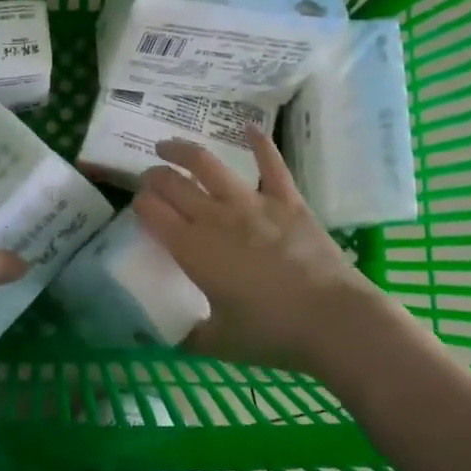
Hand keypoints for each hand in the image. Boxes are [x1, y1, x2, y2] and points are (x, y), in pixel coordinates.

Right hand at [133, 129, 386, 371]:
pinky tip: (248, 127)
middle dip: (153, 176)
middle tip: (149, 176)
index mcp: (192, 250)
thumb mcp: (217, 343)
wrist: (332, 320)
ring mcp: (252, 203)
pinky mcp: (286, 200)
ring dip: (184, 150)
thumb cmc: (271, 335)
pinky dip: (259, 142)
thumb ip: (187, 336)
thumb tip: (164, 335)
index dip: (139, 203)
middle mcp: (215, 218)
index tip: (138, 205)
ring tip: (169, 145)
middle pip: (172, 183)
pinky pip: (271, 163)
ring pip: (208, 164)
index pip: (152, 212)